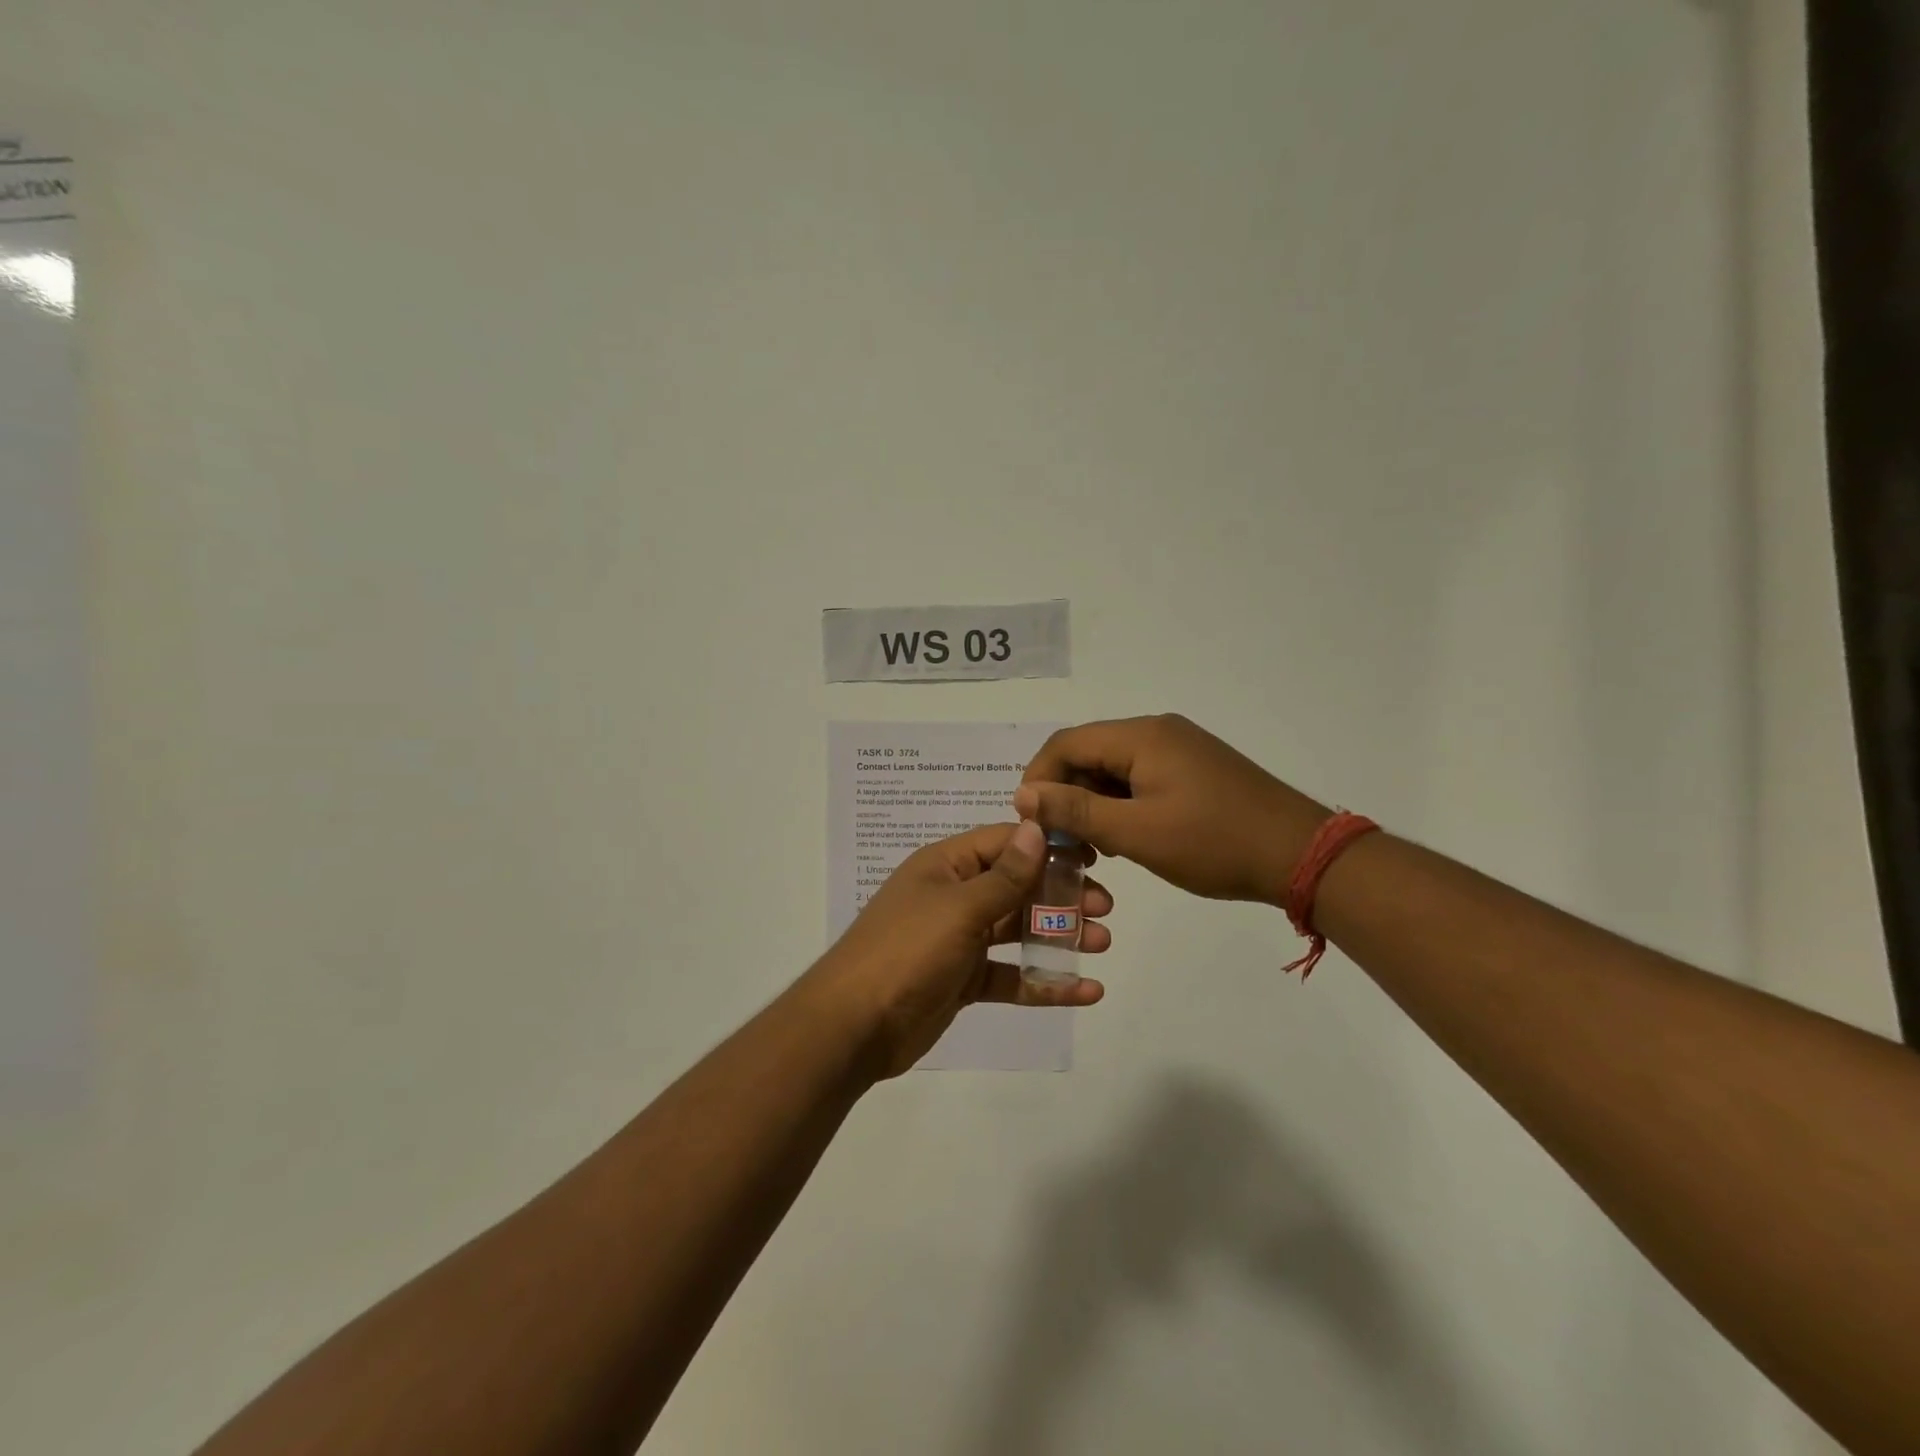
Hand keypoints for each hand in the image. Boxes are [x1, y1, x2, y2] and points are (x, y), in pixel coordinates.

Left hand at [810, 820, 1110, 1078]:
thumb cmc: (906, 951)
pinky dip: (1044, 981)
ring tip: (1102, 941)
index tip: (1093, 855)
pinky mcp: (963, 981)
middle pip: (1017, 887)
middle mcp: (954, 897)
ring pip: (1017, 930)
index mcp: (946, 866)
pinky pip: (1011, 975)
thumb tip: (1036, 827)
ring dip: (1059, 935)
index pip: (1004, 843)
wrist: (853, 1027)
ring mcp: (958, 940)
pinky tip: (1085, 991)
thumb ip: (1004, 875)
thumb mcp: (958, 908)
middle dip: (1061, 894)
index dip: (1047, 845)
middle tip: (1105, 906)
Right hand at [1013, 715, 1327, 903]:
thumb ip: (1075, 810)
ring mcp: (1179, 749)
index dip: (1038, 779)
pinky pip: (1140, 778)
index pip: (1066, 743)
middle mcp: (1157, 731)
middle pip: (1089, 753)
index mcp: (1141, 736)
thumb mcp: (1136, 832)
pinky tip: (1124, 838)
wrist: (1300, 854)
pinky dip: (1121, 805)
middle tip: (1061, 843)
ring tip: (1091, 849)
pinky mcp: (1194, 769)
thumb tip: (1022, 794)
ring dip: (1092, 803)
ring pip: (1114, 768)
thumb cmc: (1213, 843)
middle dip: (1065, 795)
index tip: (1029, 823)